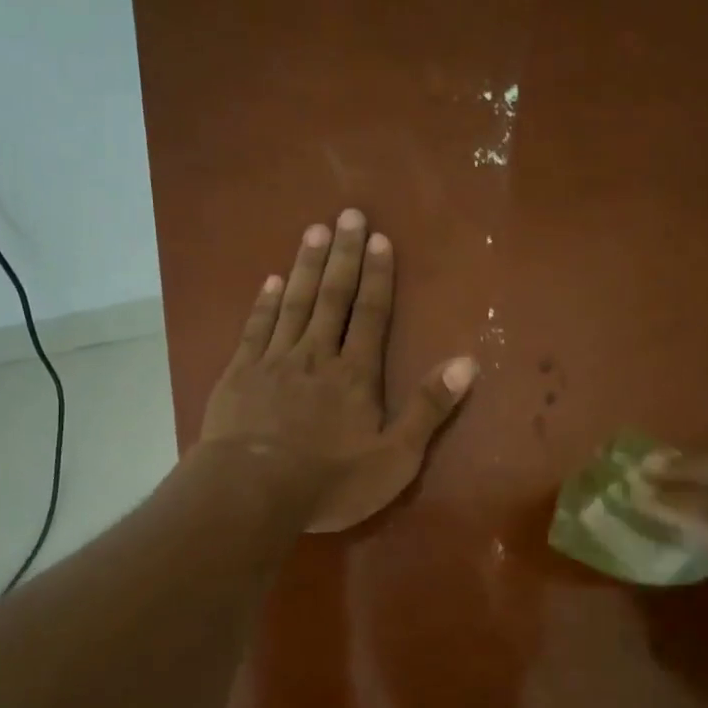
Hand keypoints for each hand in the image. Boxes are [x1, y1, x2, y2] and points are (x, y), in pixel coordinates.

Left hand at [200, 210, 476, 532]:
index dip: (377, 275)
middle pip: (332, 297)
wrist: (251, 493)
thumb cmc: (329, 482)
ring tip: (314, 230)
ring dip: (307, 266)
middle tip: (348, 214)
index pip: (370, 314)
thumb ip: (429, 409)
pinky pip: (256, 327)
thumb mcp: (395, 458)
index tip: (379, 239)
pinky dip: (265, 302)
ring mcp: (274, 361)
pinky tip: (271, 280)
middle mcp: (316, 355)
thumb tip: (468, 362)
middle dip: (343, 254)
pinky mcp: (239, 374)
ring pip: (294, 303)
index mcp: (355, 374)